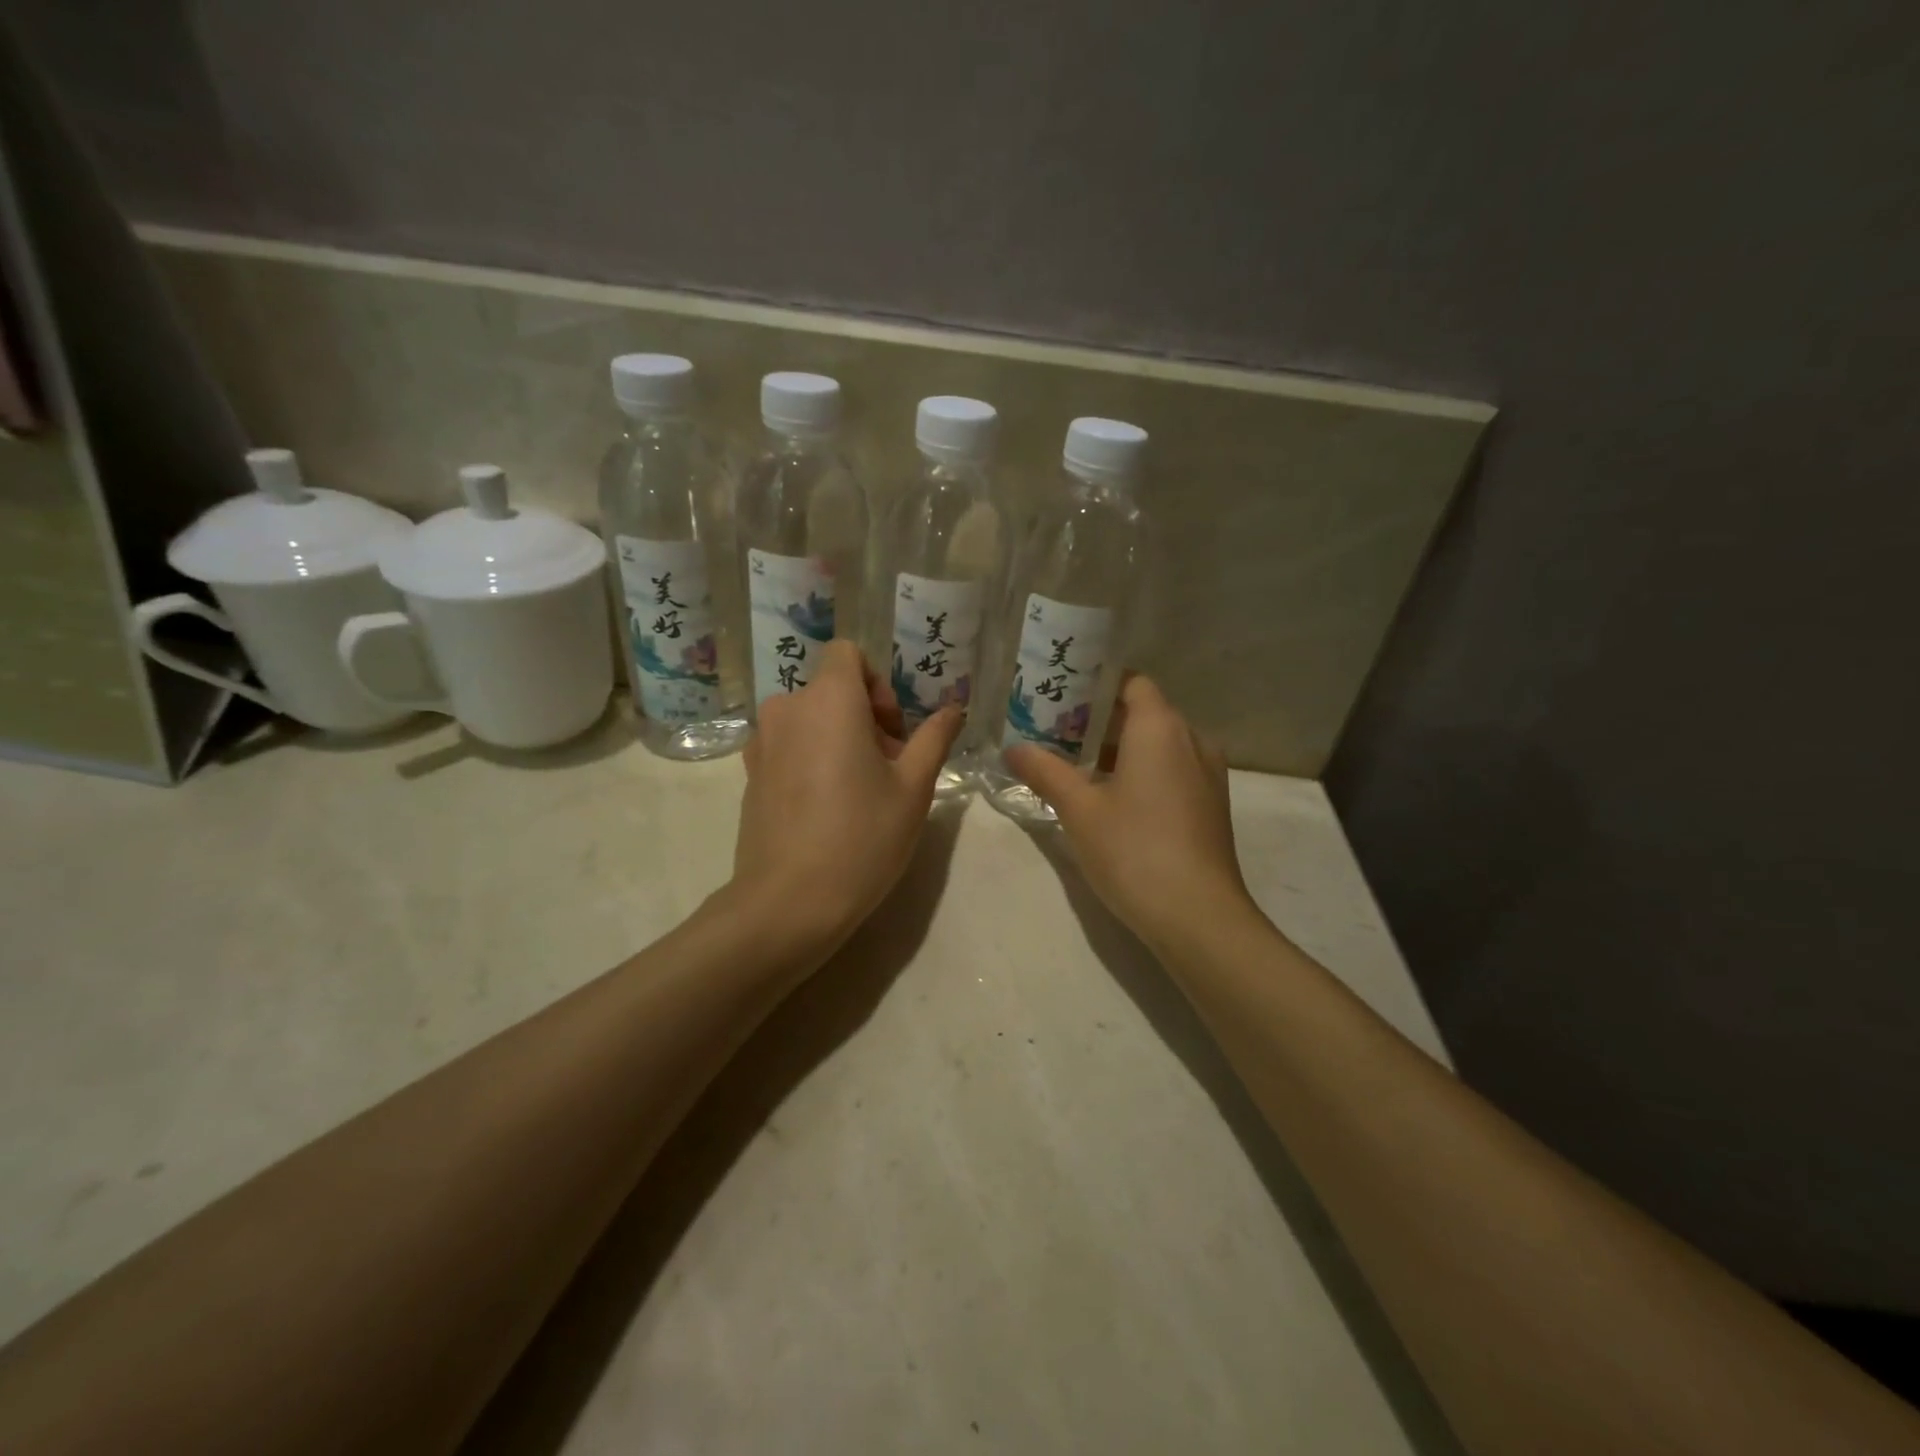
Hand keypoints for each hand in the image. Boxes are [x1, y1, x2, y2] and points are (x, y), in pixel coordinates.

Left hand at [733, 639, 962, 950]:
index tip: (892, 731)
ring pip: (810, 720)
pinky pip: (789, 746)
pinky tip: (827, 808)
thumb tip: (954, 709)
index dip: (877, 684)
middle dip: (865, 718)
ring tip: (859, 792)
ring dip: (839, 739)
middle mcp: (787, 709)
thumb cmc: (862, 837)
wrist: (789, 902)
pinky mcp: (750, 774)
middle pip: (832, 690)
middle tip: (889, 771)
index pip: (848, 654)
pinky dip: (812, 759)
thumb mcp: (914, 788)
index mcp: (827, 700)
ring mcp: (761, 743)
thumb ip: (934, 738)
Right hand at [1006, 676, 1255, 952]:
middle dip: (1100, 721)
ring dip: (1121, 751)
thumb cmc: (1134, 849)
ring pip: (1160, 745)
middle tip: (1055, 734)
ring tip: (1076, 768)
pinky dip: (1144, 773)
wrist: (1198, 916)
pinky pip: (1173, 771)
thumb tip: (1013, 749)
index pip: (1131, 682)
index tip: (1061, 698)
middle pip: (1144, 713)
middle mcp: (1191, 739)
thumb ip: (1045, 771)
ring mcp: (1208, 774)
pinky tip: (1112, 801)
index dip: (1096, 685)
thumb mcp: (1079, 810)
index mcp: (1160, 727)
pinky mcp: (1211, 805)